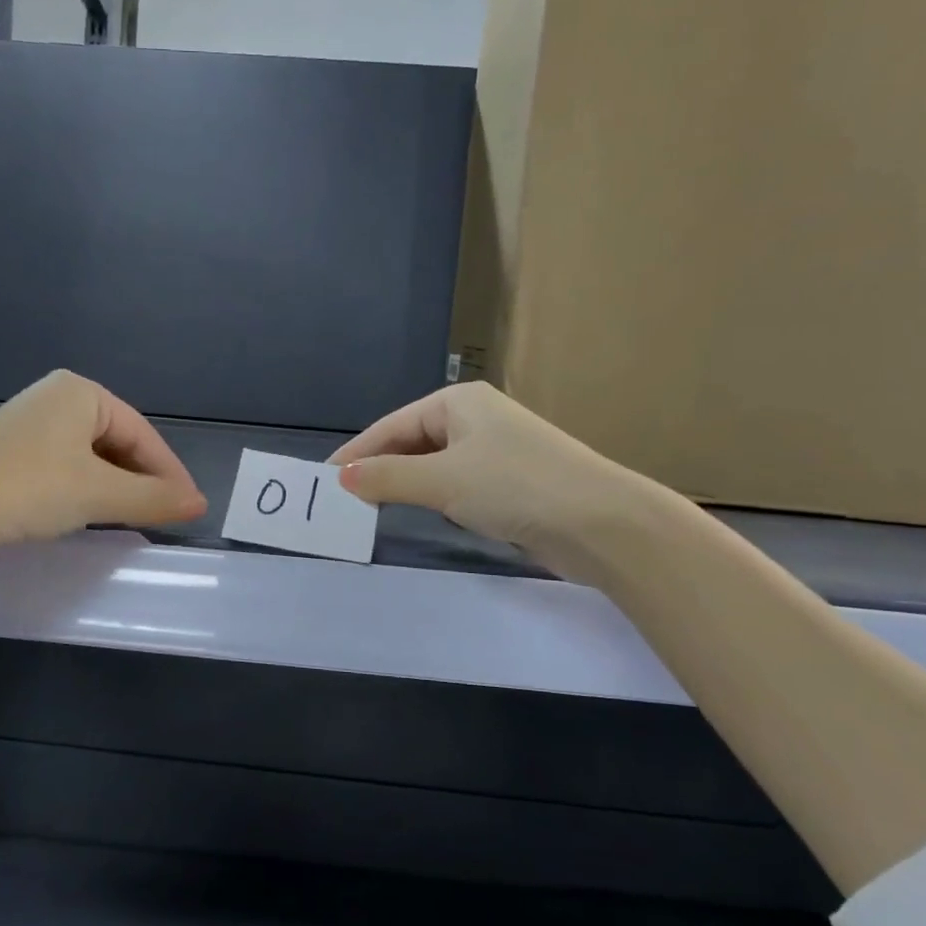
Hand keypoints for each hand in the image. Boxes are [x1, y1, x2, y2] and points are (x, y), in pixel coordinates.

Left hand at [0, 371, 205, 556]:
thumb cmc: (28, 489)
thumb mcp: (98, 494)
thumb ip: (153, 498)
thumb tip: (199, 504)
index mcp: (81, 392)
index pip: (142, 434)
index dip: (169, 472)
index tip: (189, 507)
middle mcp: (55, 397)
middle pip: (116, 441)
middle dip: (140, 480)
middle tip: (161, 516)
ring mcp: (27, 422)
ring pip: (89, 456)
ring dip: (113, 487)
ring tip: (129, 518)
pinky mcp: (7, 451)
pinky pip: (62, 465)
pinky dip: (82, 488)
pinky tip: (85, 512)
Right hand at [330, 382, 663, 580]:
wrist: (601, 524)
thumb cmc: (515, 486)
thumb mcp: (442, 480)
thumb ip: (386, 477)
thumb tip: (341, 477)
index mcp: (459, 402)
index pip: (392, 425)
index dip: (357, 452)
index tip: (325, 478)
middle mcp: (476, 419)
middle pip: (412, 441)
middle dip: (380, 468)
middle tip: (344, 498)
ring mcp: (496, 450)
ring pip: (434, 464)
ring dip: (407, 484)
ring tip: (371, 507)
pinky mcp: (511, 481)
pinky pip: (457, 483)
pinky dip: (435, 496)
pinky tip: (423, 513)